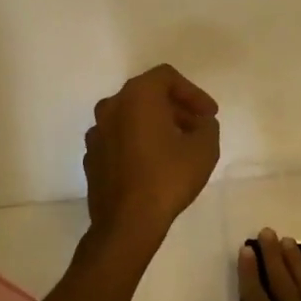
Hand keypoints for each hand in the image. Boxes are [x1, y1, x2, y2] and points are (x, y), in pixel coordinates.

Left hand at [82, 64, 219, 239]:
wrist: (127, 223)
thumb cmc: (168, 178)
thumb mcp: (204, 148)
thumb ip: (207, 126)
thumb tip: (200, 124)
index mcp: (137, 96)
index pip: (167, 77)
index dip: (193, 92)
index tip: (209, 114)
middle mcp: (111, 107)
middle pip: (147, 95)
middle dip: (175, 108)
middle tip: (197, 127)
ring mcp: (97, 133)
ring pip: (131, 117)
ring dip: (156, 125)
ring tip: (178, 146)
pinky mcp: (92, 157)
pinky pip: (119, 139)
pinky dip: (137, 142)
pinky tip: (154, 164)